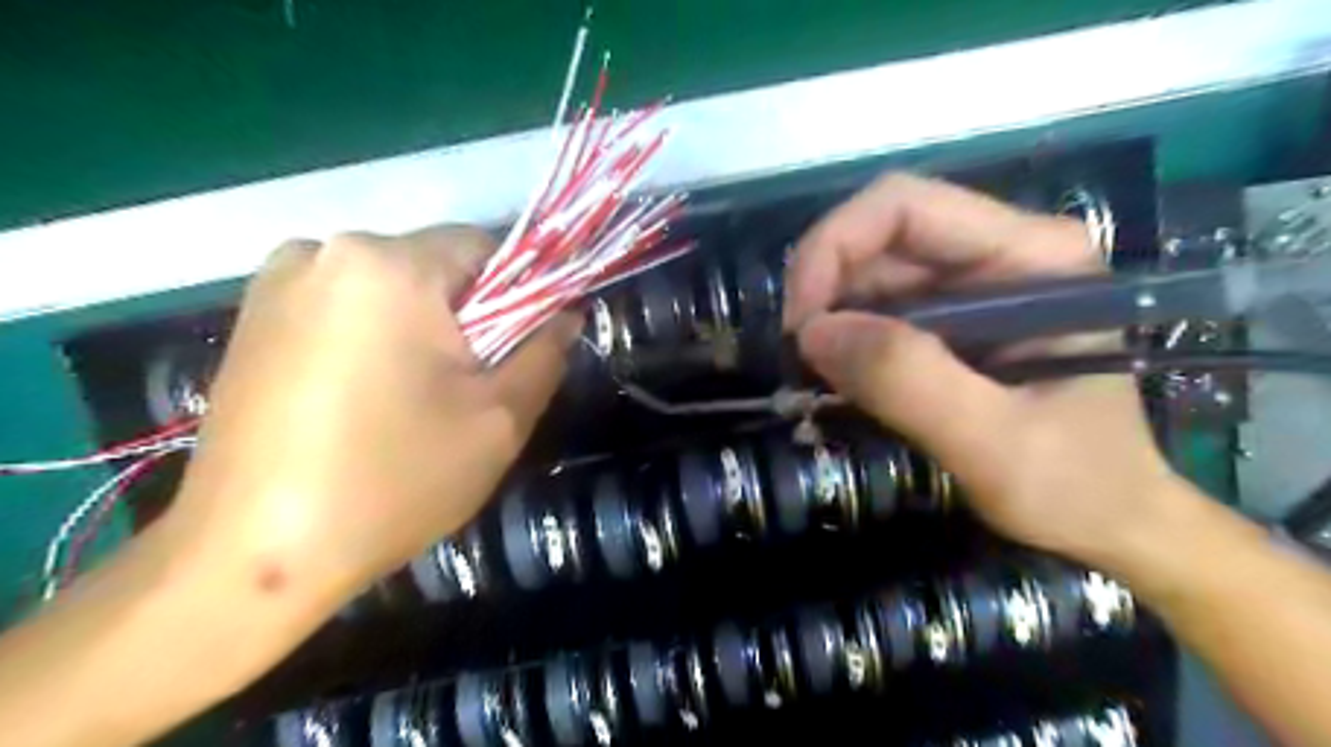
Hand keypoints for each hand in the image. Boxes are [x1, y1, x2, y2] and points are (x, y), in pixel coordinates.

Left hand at [164, 232, 572, 608]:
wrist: (253, 556)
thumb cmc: (393, 480)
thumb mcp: (500, 419)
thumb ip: (546, 352)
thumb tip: (566, 311)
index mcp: (390, 265)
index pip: (485, 246)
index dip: (520, 294)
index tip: (520, 350)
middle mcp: (324, 251)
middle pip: (434, 267)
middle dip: (467, 317)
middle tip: (470, 387)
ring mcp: (276, 282)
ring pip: (390, 289)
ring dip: (420, 329)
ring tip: (416, 399)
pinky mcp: (250, 318)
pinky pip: (345, 308)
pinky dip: (374, 339)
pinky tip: (366, 400)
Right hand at [782, 176, 1185, 568]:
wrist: (1112, 522)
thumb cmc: (1079, 486)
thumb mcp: (995, 444)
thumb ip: (910, 382)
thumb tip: (814, 332)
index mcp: (1031, 257)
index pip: (905, 207)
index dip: (834, 247)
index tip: (801, 324)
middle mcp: (998, 255)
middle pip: (879, 237)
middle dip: (823, 290)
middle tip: (799, 359)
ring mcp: (972, 287)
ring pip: (869, 275)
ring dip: (829, 319)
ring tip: (815, 377)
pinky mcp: (950, 322)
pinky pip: (876, 311)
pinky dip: (844, 340)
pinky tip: (838, 379)